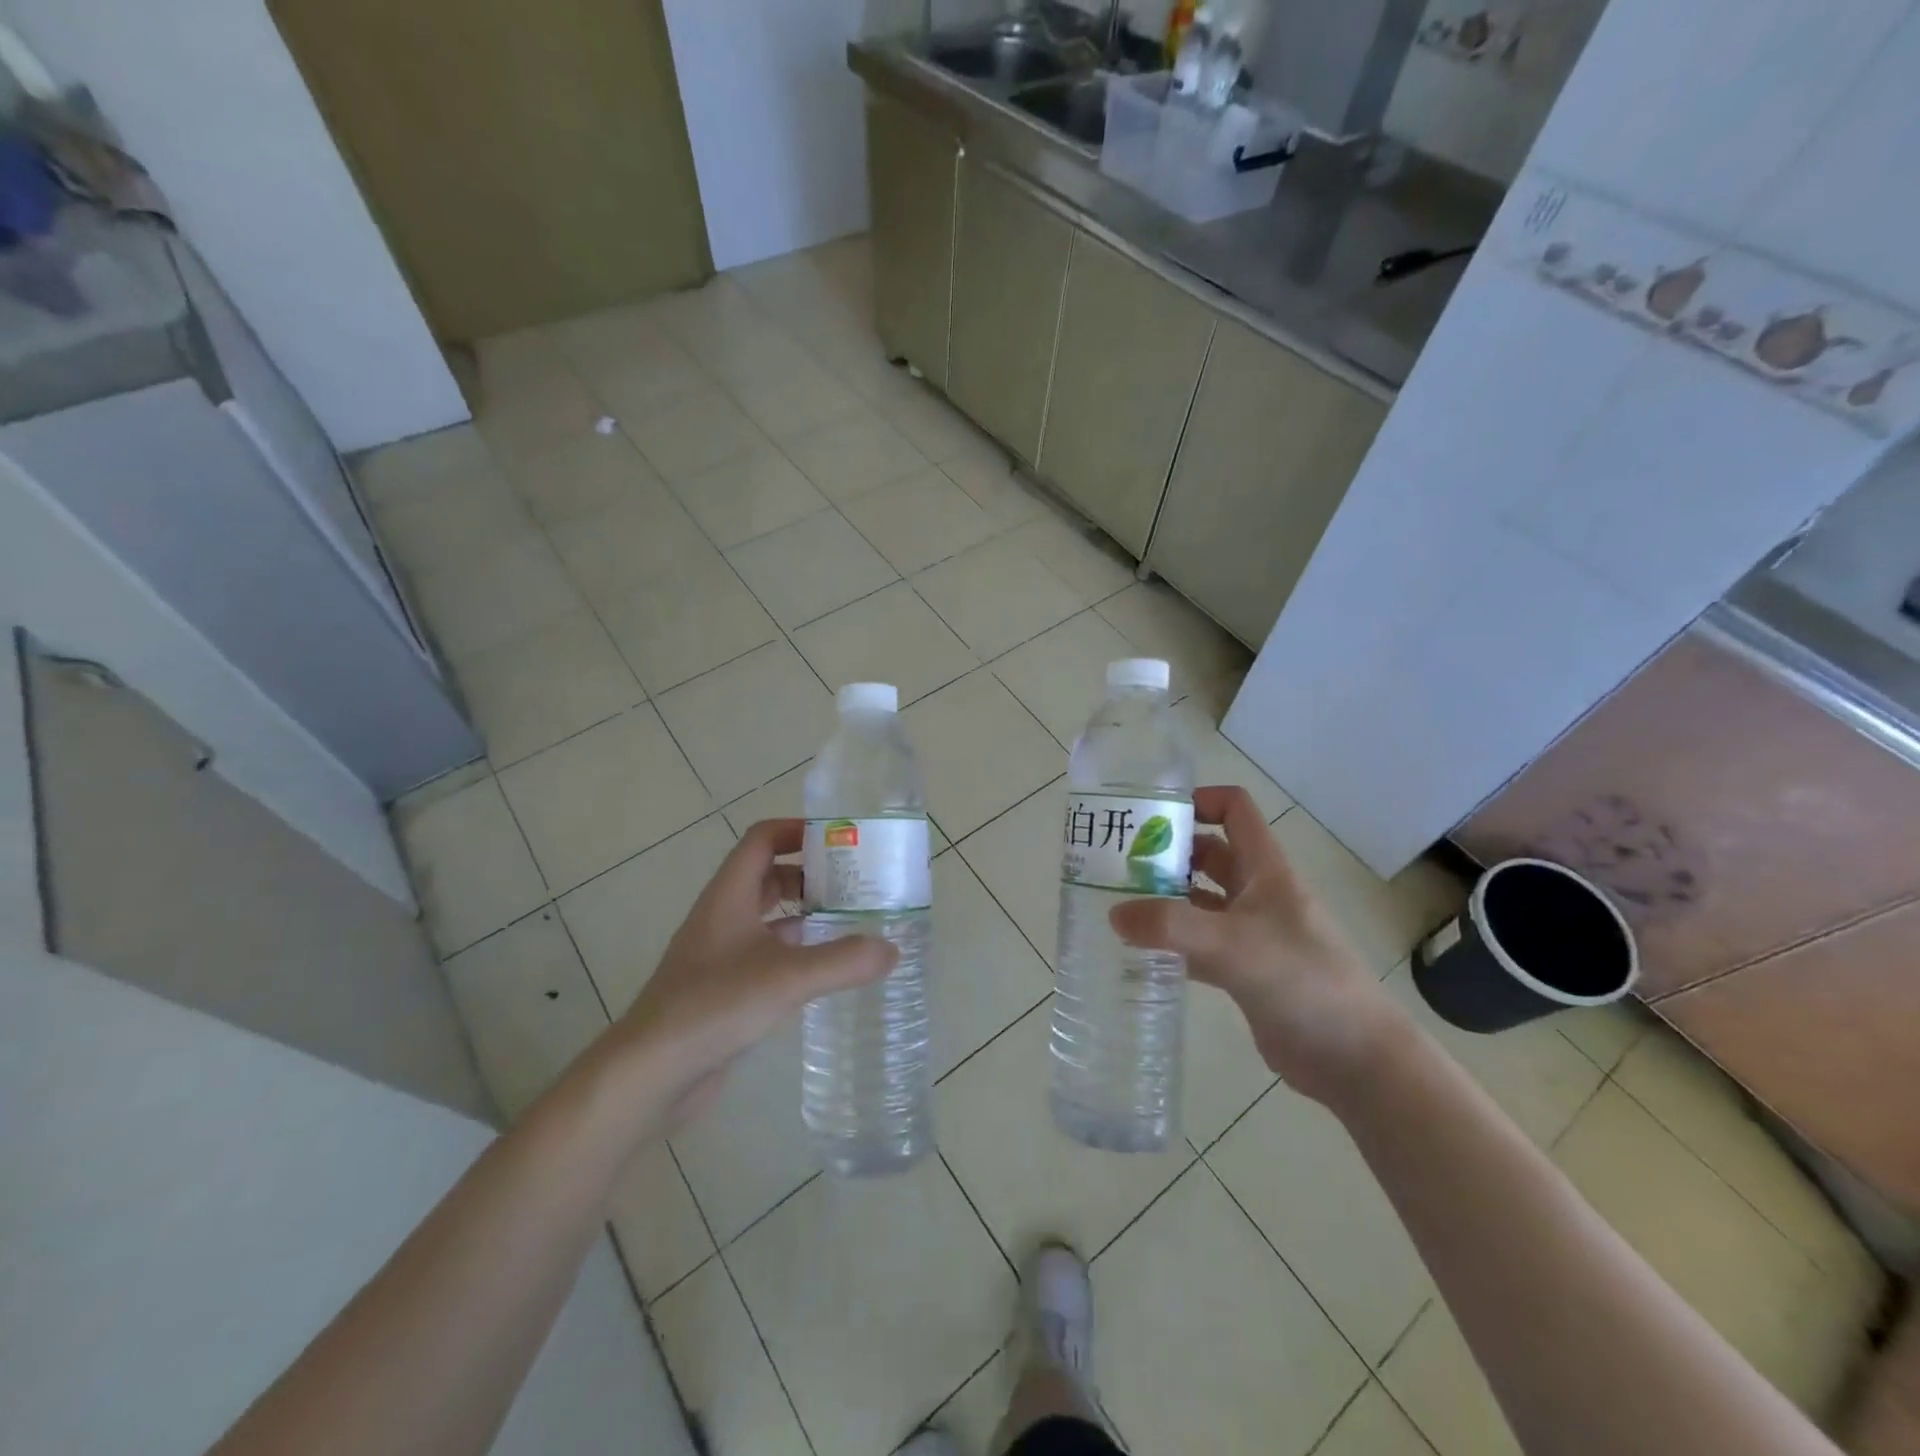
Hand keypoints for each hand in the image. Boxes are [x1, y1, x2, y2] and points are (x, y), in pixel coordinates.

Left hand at [616, 819, 897, 1116]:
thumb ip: (843, 961)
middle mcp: (723, 916)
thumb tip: (892, 949)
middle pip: (769, 875)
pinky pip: (766, 953)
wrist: (650, 1072)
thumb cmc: (713, 1006)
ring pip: (769, 916)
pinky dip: (796, 951)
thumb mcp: (786, 977)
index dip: (799, 830)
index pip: (763, 839)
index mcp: (729, 895)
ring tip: (851, 922)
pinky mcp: (724, 987)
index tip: (840, 839)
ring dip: (806, 913)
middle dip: (812, 874)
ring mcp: (721, 953)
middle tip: (857, 884)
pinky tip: (824, 970)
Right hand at [1108, 786, 1407, 1101]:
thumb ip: (1171, 927)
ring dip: (1165, 899)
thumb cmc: (1304, 982)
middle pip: (1209, 855)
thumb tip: (1114, 914)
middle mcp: (1258, 894)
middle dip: (1168, 853)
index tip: (1152, 818)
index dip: (1198, 801)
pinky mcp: (1244, 971)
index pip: (1234, 810)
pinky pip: (1199, 945)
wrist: (1355, 1059)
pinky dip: (1172, 943)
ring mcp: (1251, 934)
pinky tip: (1139, 951)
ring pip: (1200, 902)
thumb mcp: (1234, 945)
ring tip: (1118, 904)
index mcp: (1266, 870)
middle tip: (1118, 865)